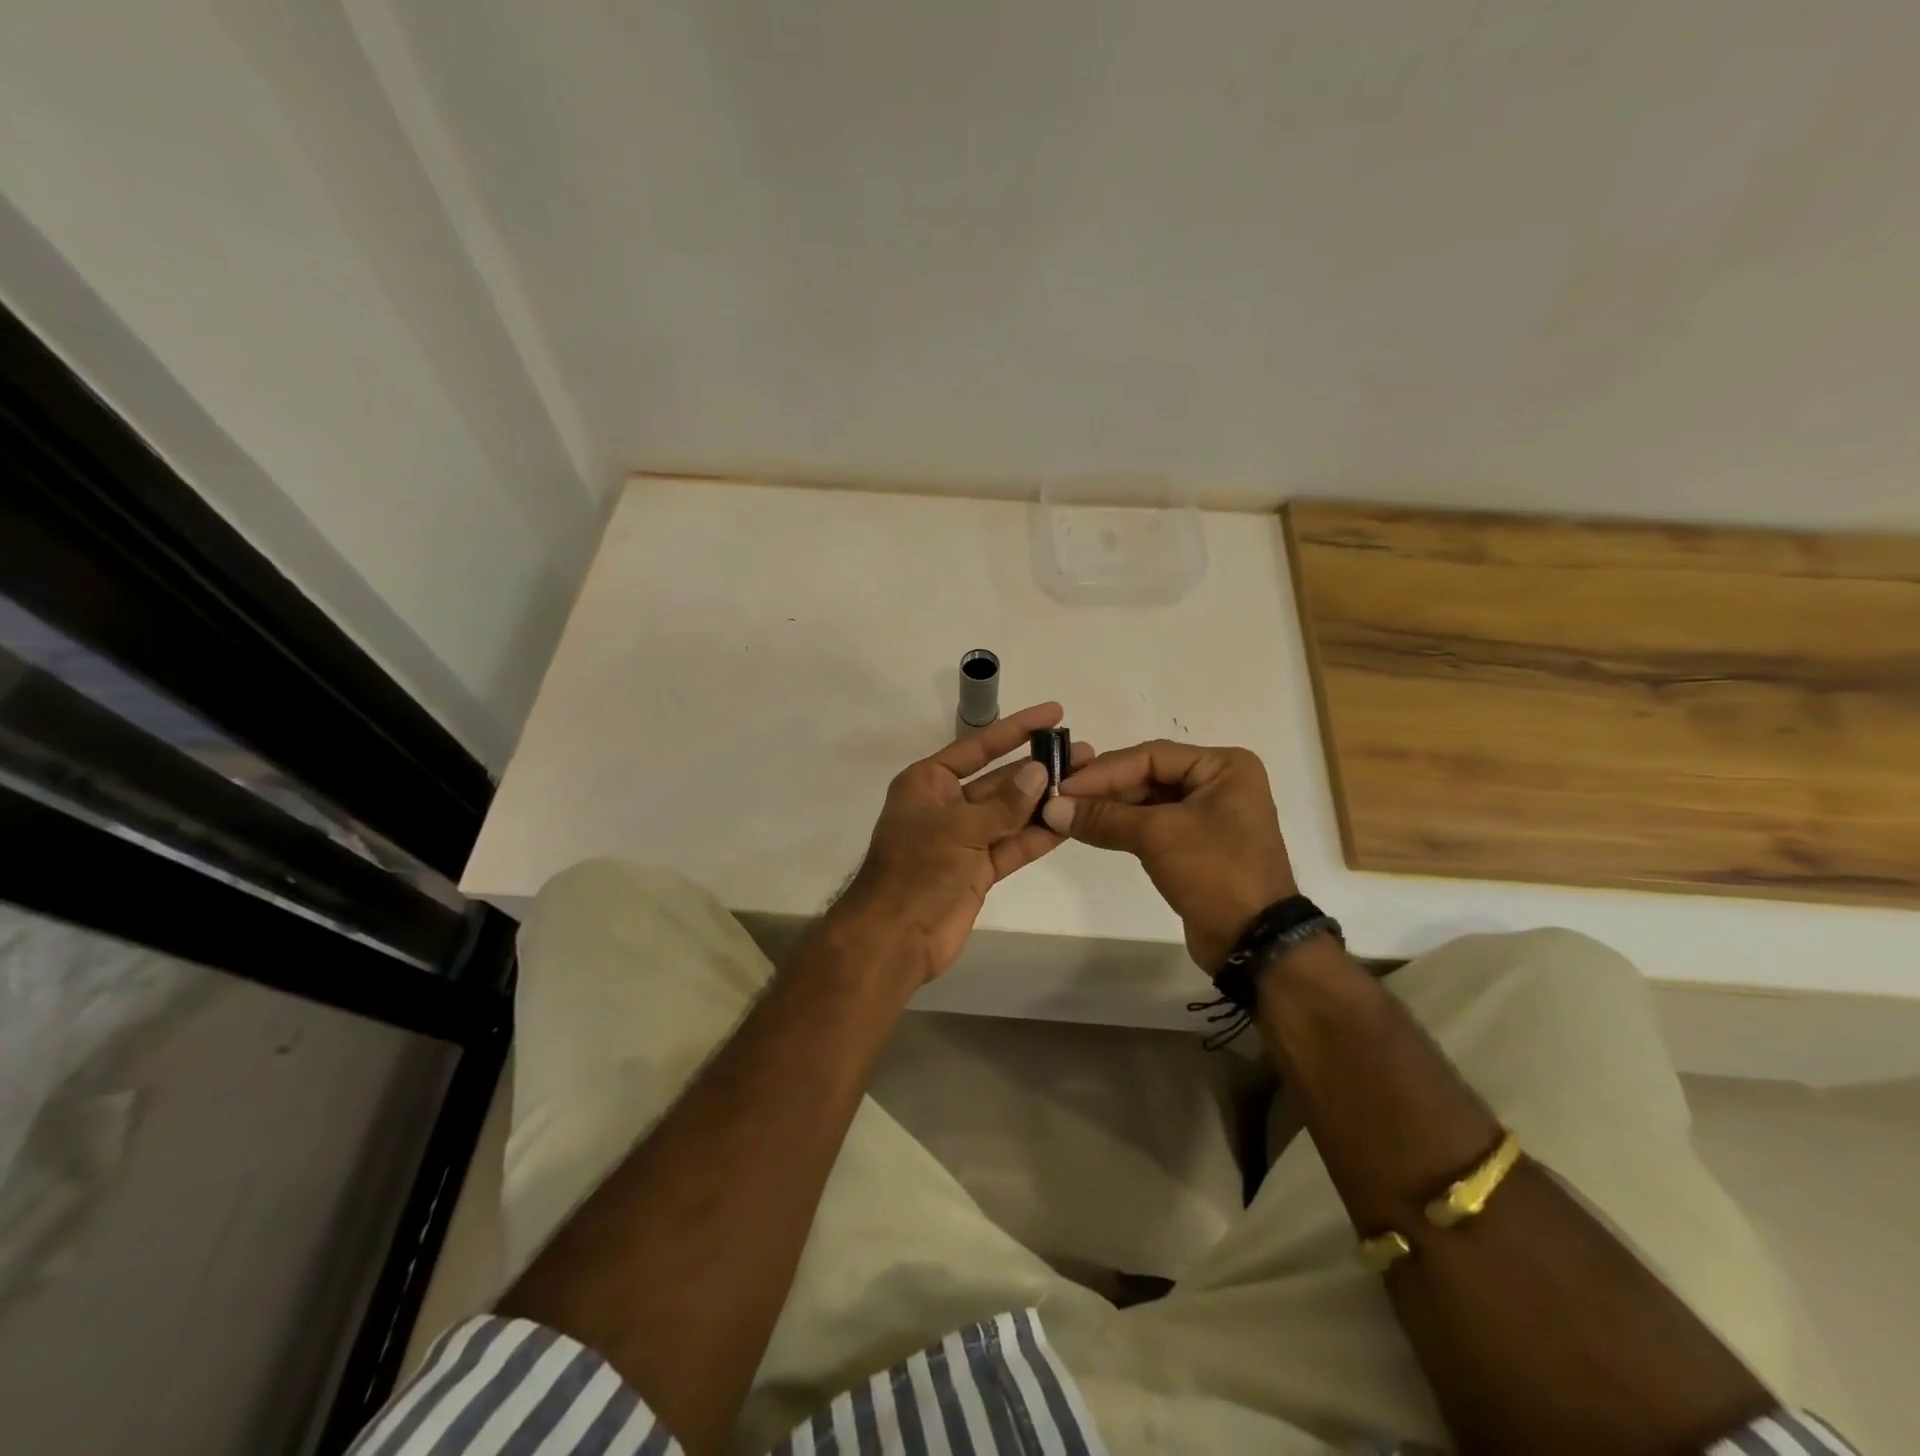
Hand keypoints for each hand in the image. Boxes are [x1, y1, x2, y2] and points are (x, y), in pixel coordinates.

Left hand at [834, 703, 1092, 984]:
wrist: (895, 938)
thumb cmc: (916, 870)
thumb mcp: (959, 829)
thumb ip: (1004, 804)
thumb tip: (1041, 772)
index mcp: (929, 782)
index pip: (979, 746)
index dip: (1017, 728)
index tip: (1054, 713)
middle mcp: (947, 805)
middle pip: (1000, 779)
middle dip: (1040, 767)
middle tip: (1084, 753)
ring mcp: (964, 839)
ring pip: (1010, 813)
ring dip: (1045, 801)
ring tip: (1087, 782)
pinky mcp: (978, 870)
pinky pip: (1013, 845)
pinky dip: (1038, 835)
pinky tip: (1070, 821)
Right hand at [1041, 741, 1296, 971]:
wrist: (1253, 941)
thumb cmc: (1215, 872)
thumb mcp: (1157, 836)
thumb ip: (1103, 817)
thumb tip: (1051, 808)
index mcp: (1223, 766)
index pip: (1151, 756)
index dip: (1104, 771)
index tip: (1063, 785)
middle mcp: (1218, 782)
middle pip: (1148, 775)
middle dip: (1104, 789)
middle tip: (1060, 799)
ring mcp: (1209, 814)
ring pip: (1148, 801)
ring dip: (1109, 808)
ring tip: (1067, 815)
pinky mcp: (1196, 844)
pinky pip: (1153, 824)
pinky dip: (1123, 827)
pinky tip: (1090, 830)